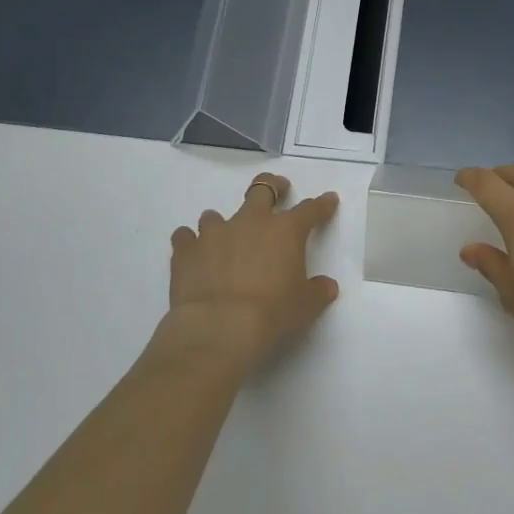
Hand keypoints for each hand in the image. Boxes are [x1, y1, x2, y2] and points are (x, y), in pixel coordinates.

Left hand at [161, 172, 339, 374]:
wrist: (218, 328)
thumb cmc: (271, 314)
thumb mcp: (305, 306)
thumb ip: (318, 292)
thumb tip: (327, 286)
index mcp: (285, 231)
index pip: (310, 209)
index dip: (322, 204)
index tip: (329, 200)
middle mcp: (251, 222)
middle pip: (262, 188)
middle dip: (272, 186)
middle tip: (278, 190)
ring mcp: (215, 233)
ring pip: (215, 214)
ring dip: (221, 224)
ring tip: (224, 239)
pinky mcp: (186, 250)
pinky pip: (184, 237)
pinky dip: (189, 243)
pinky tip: (191, 255)